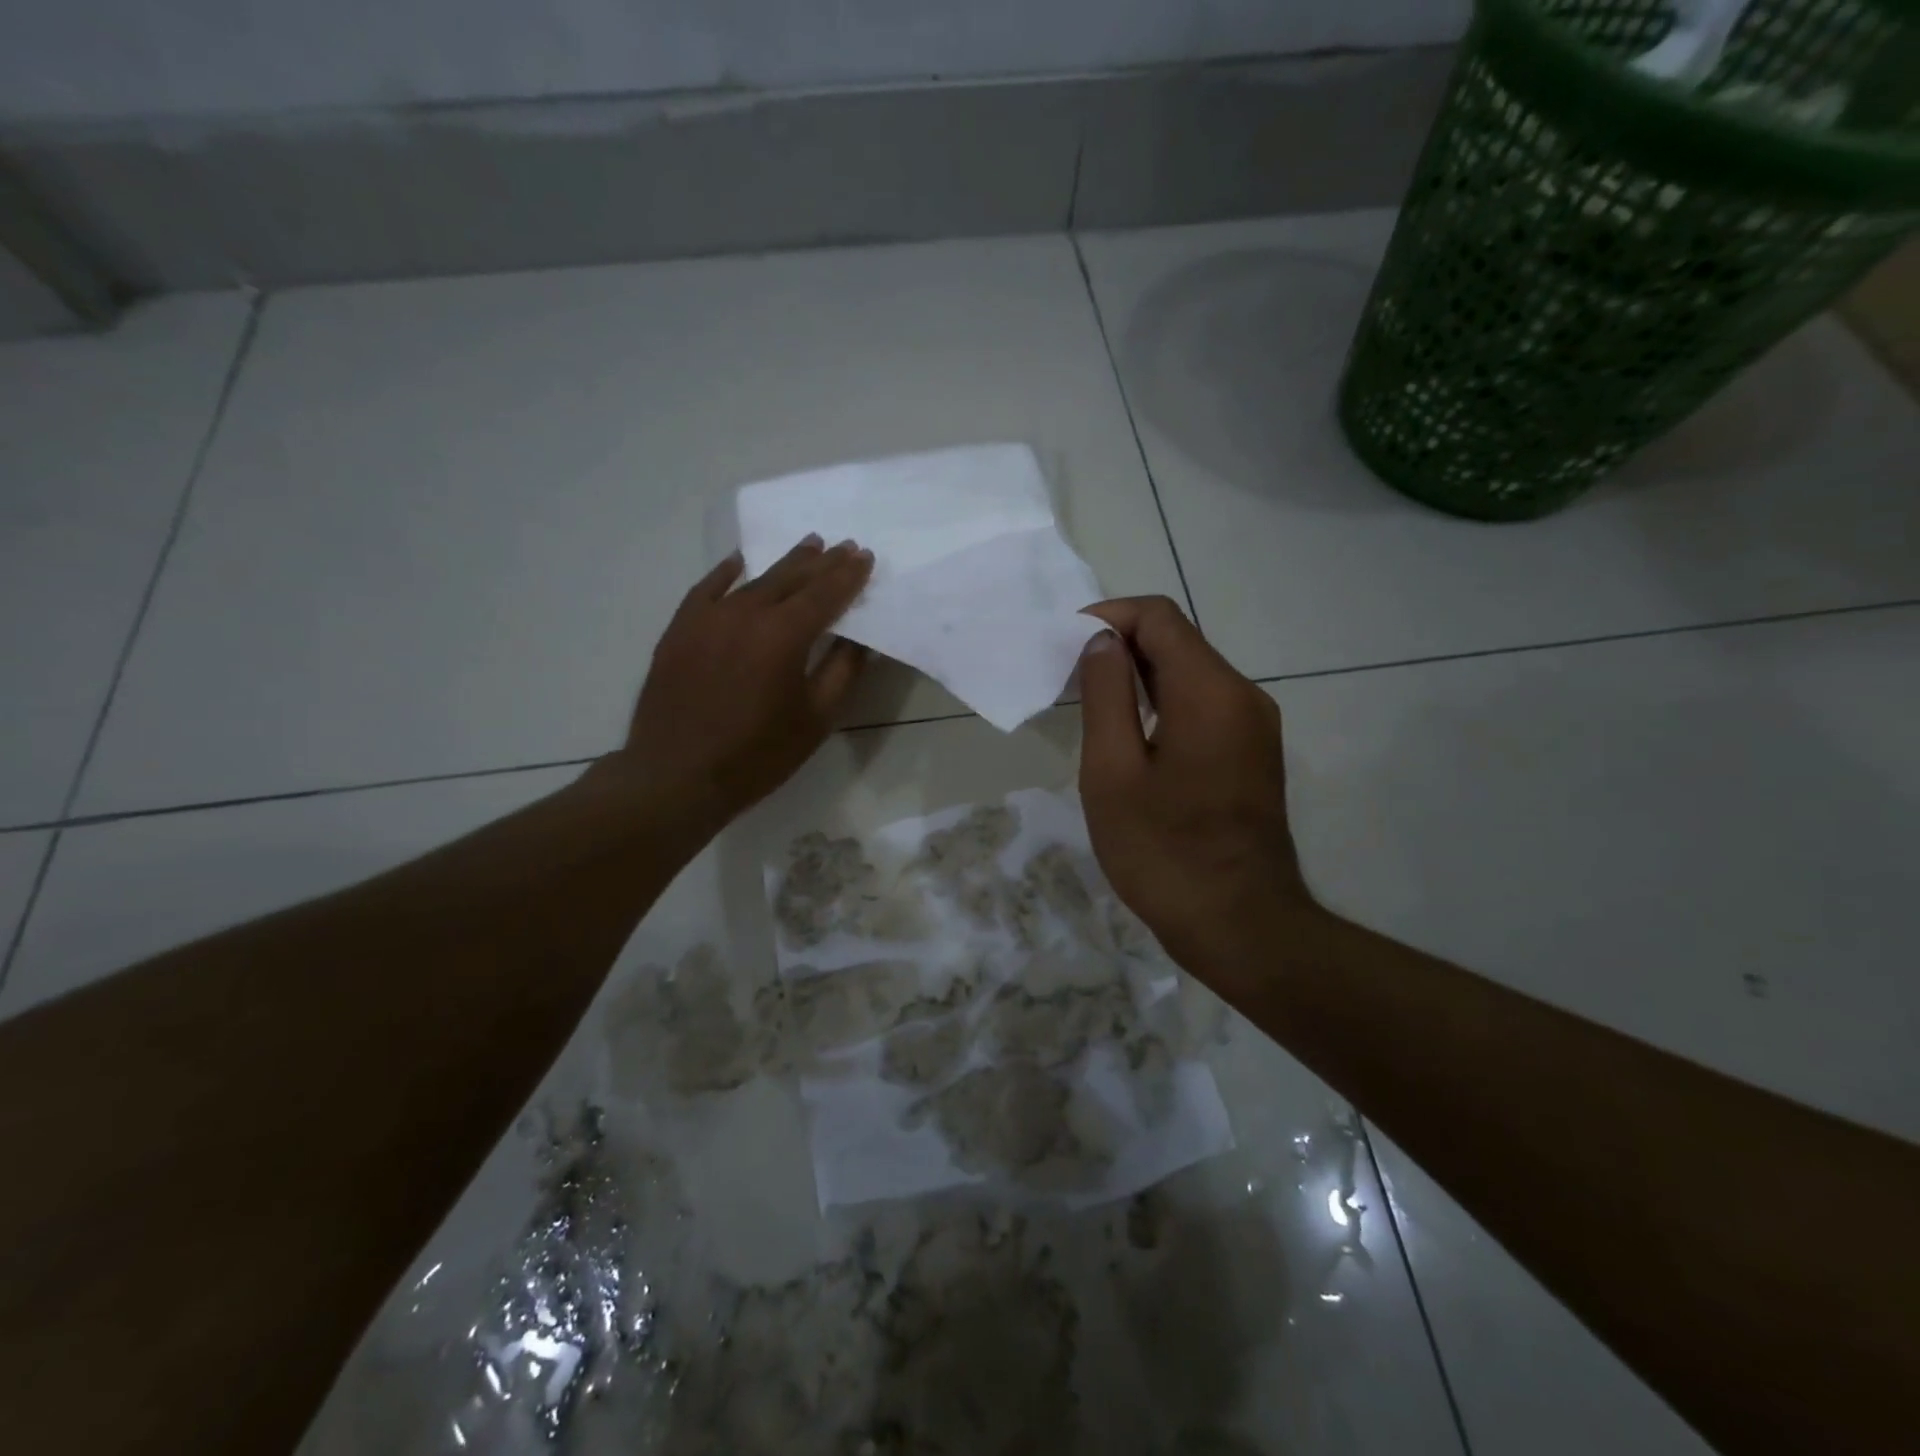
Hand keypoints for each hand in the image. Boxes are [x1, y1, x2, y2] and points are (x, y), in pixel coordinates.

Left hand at [606, 536, 873, 829]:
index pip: (824, 594)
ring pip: (753, 581)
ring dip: (784, 565)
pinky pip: (706, 590)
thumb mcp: (816, 719)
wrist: (677, 777)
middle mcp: (745, 614)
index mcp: (783, 635)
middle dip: (821, 562)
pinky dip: (725, 573)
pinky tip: (739, 562)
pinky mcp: (679, 631)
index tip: (864, 556)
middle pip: (790, 579)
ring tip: (807, 548)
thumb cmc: (757, 755)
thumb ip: (842, 672)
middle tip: (842, 546)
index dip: (848, 575)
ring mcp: (707, 619)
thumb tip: (859, 638)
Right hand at [1076, 596, 1313, 976]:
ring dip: (1140, 675)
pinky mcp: (1253, 753)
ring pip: (1191, 673)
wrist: (1240, 925)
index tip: (1065, 643)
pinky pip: (1204, 705)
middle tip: (1068, 676)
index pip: (1159, 617)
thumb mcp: (1113, 772)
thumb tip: (1103, 642)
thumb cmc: (1163, 852)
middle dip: (1120, 645)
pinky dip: (1163, 702)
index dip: (1108, 616)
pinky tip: (1130, 733)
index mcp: (1210, 692)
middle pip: (1178, 641)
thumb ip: (1106, 696)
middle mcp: (1243, 695)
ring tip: (1090, 702)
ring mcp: (1254, 726)